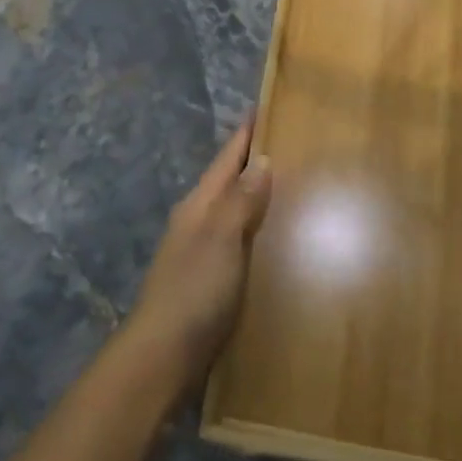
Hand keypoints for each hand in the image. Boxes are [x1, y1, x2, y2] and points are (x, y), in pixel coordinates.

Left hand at [128, 117, 272, 386]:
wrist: (164, 354)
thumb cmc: (194, 290)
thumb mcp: (220, 238)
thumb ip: (240, 200)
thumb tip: (262, 159)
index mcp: (199, 205)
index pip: (227, 158)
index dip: (246, 133)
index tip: (266, 106)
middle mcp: (199, 222)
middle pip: (230, 182)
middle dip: (257, 161)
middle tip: (296, 143)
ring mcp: (203, 252)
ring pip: (236, 212)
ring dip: (259, 197)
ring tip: (297, 186)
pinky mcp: (212, 281)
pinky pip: (241, 242)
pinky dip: (259, 231)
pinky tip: (281, 240)